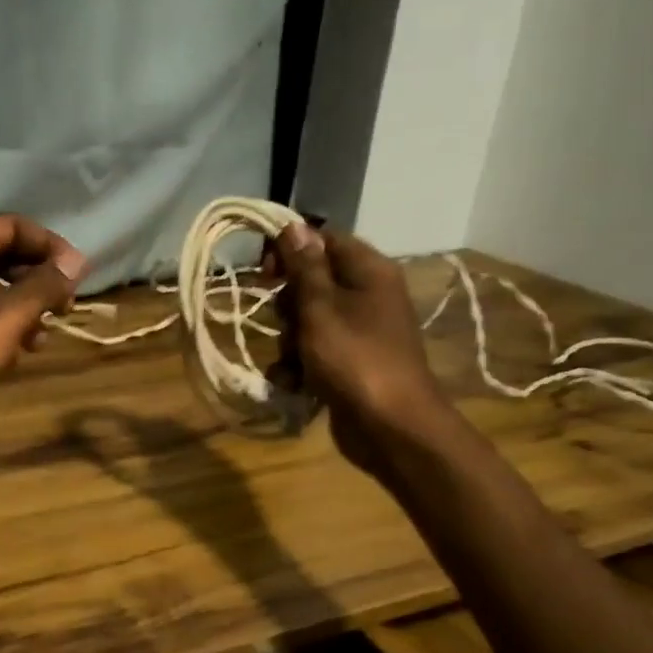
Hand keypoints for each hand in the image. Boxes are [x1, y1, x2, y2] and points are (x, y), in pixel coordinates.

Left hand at [0, 214, 85, 428]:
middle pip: (3, 254)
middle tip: (63, 308)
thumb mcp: (11, 315)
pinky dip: (0, 322)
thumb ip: (46, 284)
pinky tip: (15, 351)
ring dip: (23, 306)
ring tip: (41, 338)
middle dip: (39, 278)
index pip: (13, 225)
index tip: (76, 275)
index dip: (50, 245)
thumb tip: (77, 261)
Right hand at [270, 223, 457, 472]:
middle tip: (285, 323)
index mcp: (368, 271)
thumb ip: (304, 268)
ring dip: (288, 342)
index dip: (290, 250)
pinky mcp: (349, 363)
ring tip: (291, 363)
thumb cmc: (354, 359)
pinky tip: (293, 383)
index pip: (324, 240)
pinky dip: (299, 366)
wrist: (389, 426)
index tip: (262, 271)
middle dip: (287, 306)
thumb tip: (293, 226)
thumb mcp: (321, 308)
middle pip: (312, 283)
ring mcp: (359, 331)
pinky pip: (313, 352)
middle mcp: (367, 295)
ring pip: (307, 321)